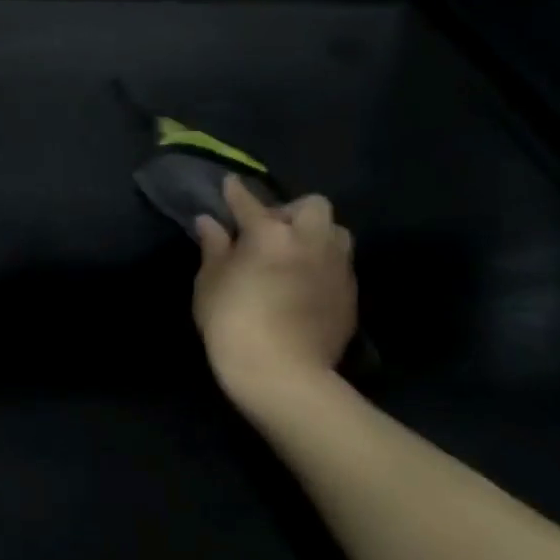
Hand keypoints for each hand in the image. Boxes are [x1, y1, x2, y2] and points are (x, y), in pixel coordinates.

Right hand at [193, 174, 356, 395]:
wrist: (283, 374)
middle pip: (311, 205)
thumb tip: (210, 223)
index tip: (230, 185)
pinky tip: (306, 284)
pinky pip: (339, 265)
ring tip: (295, 254)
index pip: (249, 202)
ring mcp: (336, 267)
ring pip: (335, 232)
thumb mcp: (209, 284)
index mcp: (269, 233)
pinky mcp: (350, 294)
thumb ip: (214, 248)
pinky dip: (323, 265)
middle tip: (271, 231)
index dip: (236, 192)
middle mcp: (309, 240)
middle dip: (291, 211)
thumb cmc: (233, 324)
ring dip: (316, 235)